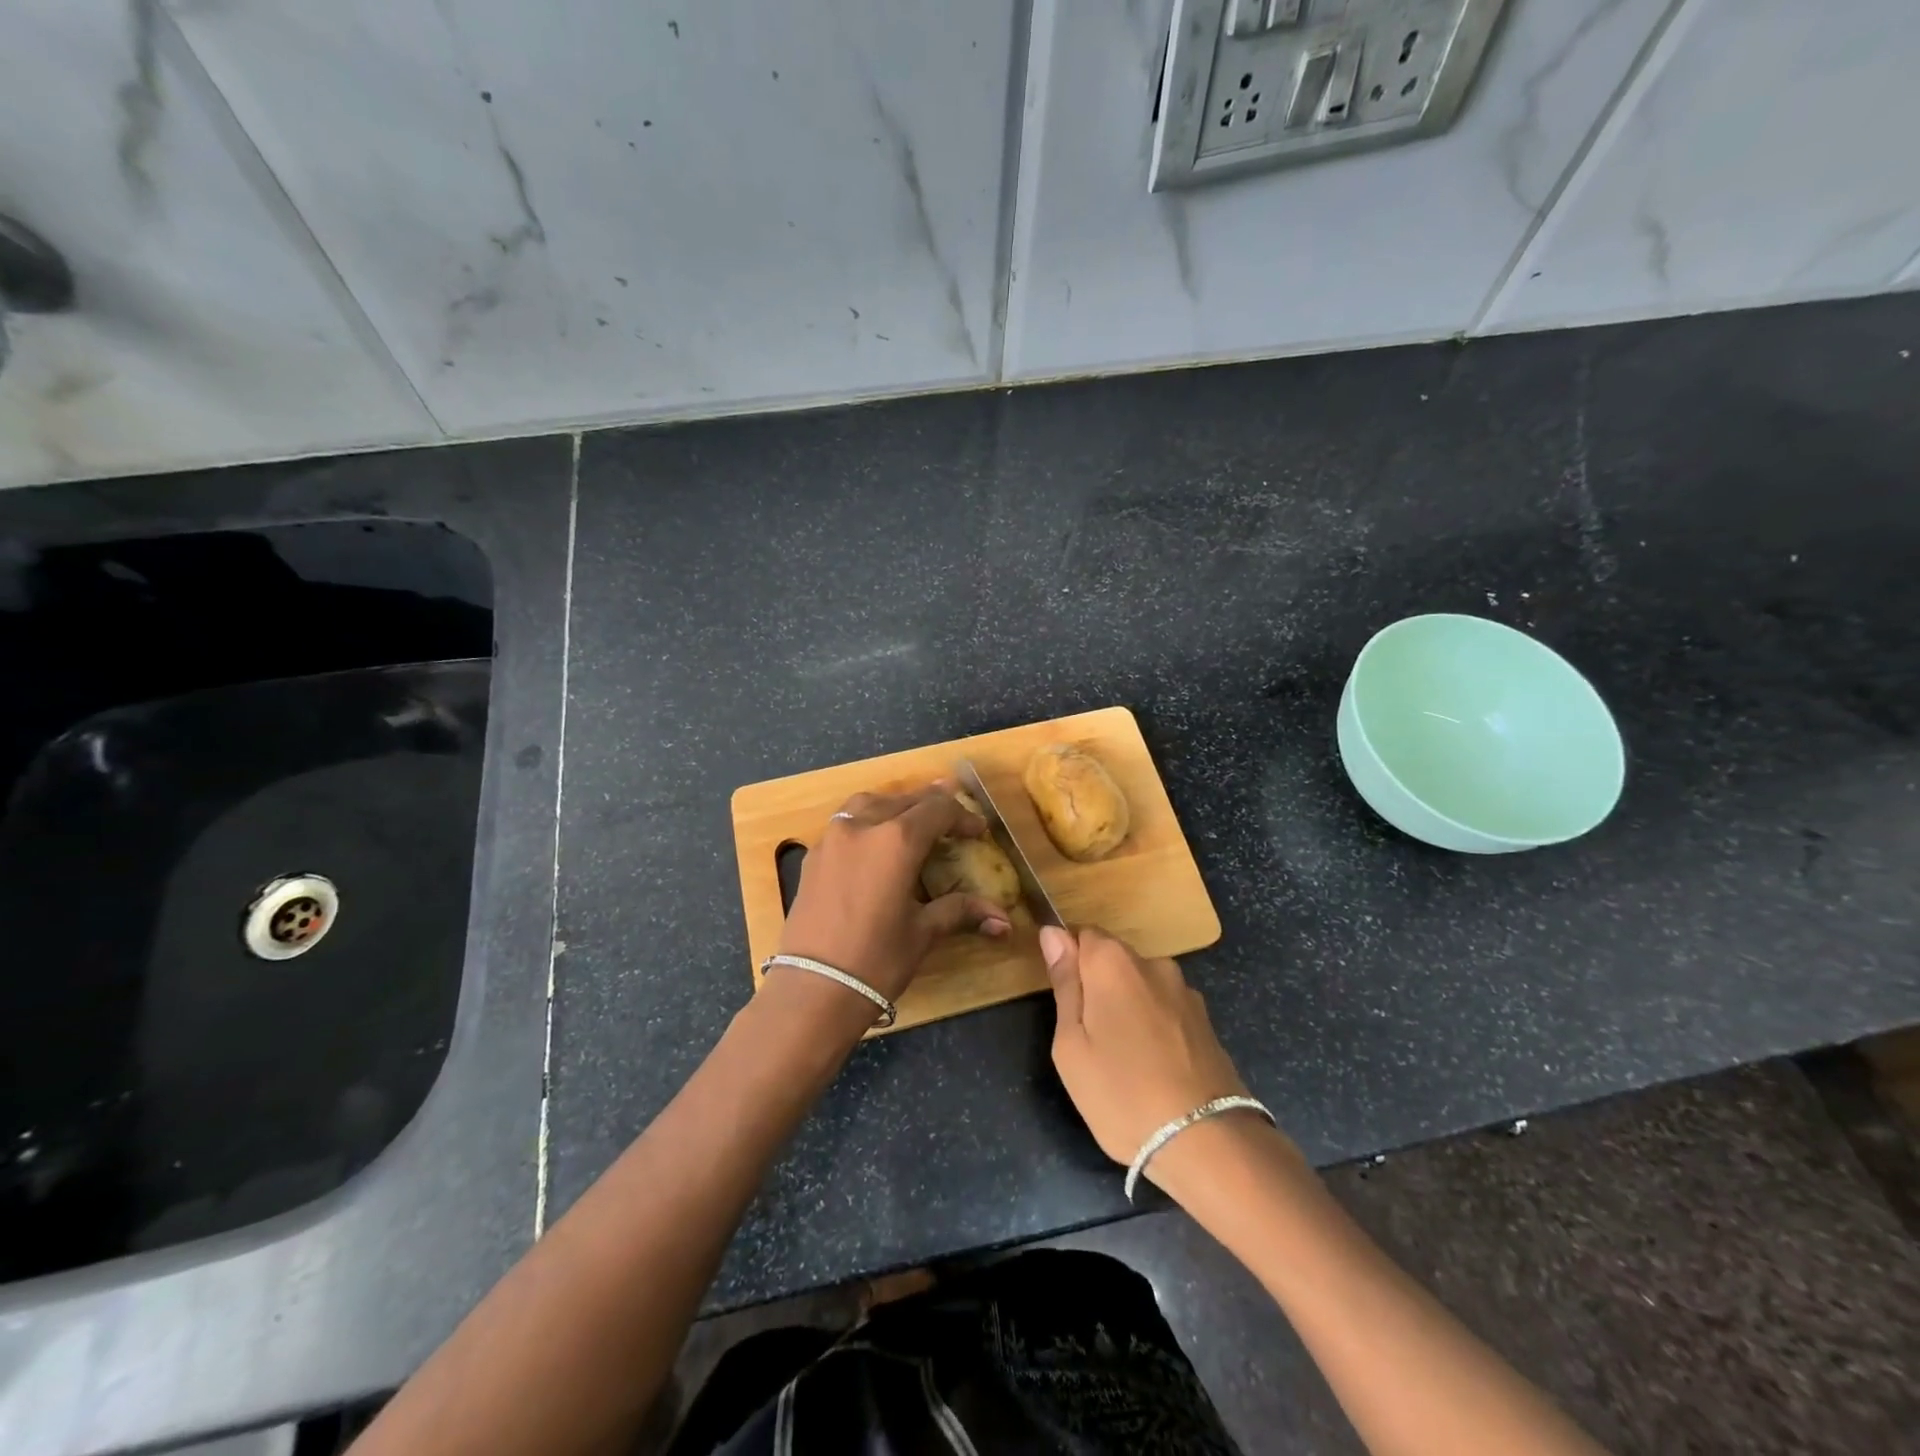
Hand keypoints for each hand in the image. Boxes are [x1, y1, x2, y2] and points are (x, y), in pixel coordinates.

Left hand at [778, 783, 1011, 1007]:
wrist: (813, 990)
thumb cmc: (876, 961)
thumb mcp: (923, 932)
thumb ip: (960, 912)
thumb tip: (1004, 921)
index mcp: (896, 841)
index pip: (937, 810)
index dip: (962, 817)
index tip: (978, 832)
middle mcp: (862, 827)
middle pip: (903, 801)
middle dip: (931, 806)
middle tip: (952, 821)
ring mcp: (832, 838)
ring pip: (869, 803)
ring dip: (895, 806)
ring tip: (912, 820)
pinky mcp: (813, 856)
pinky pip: (845, 822)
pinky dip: (867, 821)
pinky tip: (875, 842)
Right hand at [1040, 924, 1250, 1166]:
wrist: (1205, 1141)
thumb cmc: (1121, 1092)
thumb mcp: (1071, 1044)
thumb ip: (1064, 983)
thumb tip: (1053, 933)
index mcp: (1113, 962)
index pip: (1081, 933)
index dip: (1067, 961)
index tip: (1063, 999)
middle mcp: (1152, 963)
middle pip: (1112, 959)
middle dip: (1097, 987)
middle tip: (1088, 1040)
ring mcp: (1185, 991)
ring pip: (1140, 986)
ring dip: (1128, 1007)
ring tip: (1124, 1060)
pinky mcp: (1206, 1020)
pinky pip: (1165, 1009)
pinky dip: (1154, 1027)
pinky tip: (1154, 1067)